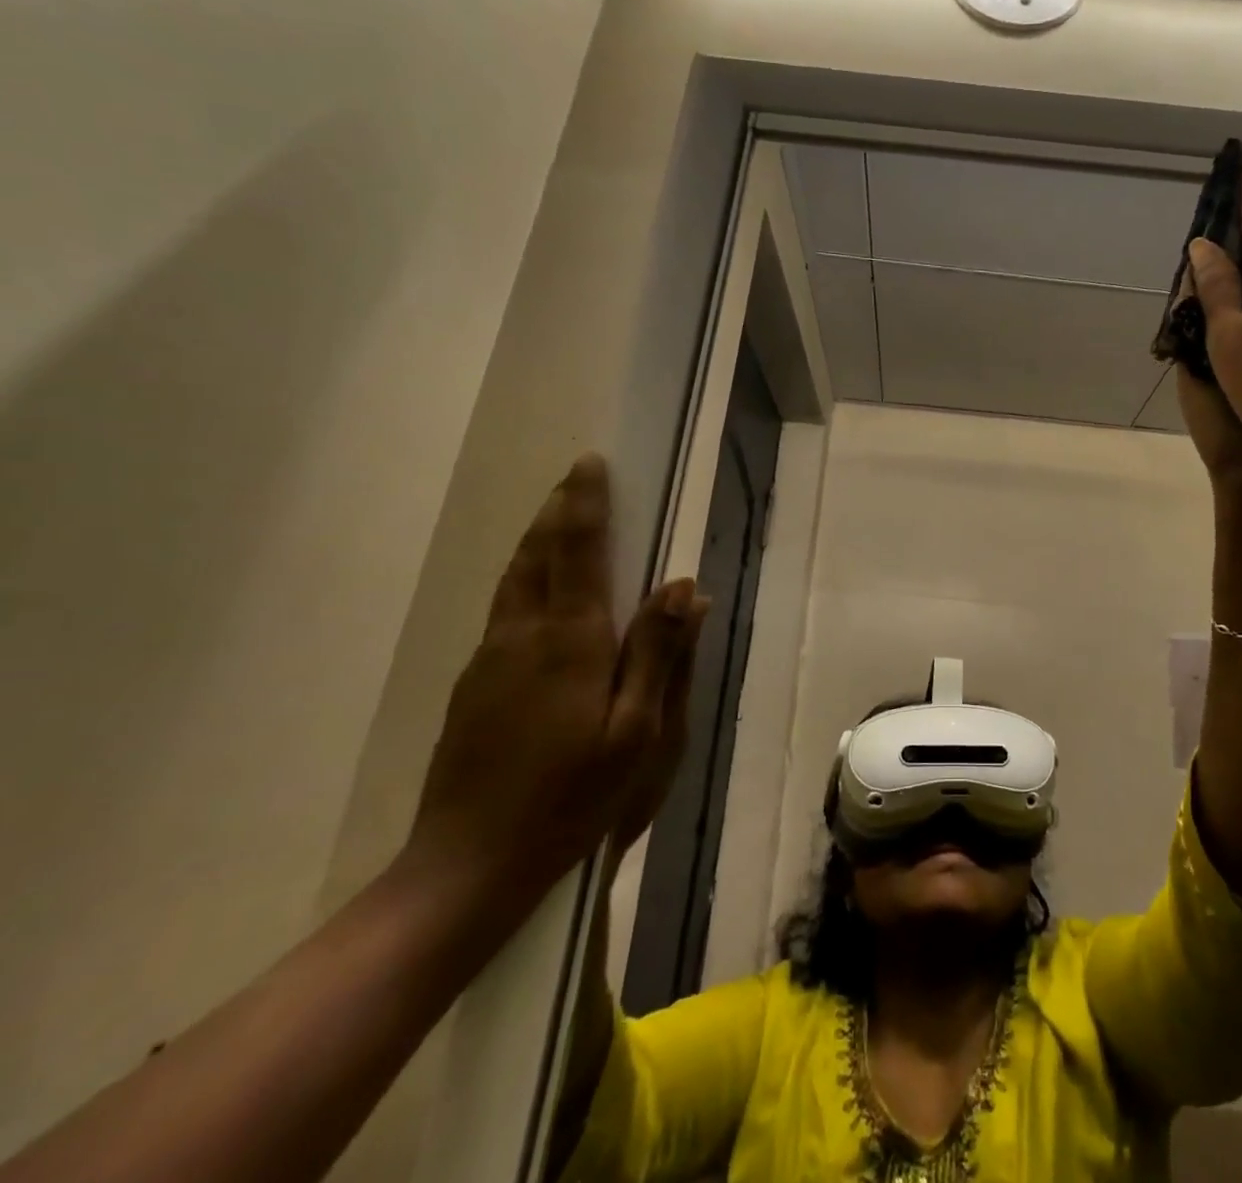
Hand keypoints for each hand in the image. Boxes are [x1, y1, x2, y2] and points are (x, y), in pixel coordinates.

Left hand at [406, 454, 708, 905]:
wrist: (469, 863)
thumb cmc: (573, 796)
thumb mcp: (639, 731)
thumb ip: (660, 653)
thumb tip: (686, 587)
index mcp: (571, 640)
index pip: (579, 551)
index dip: (585, 503)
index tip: (592, 464)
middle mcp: (524, 634)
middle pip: (537, 553)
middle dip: (557, 510)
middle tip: (574, 478)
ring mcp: (489, 657)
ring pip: (513, 578)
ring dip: (537, 538)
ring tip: (555, 515)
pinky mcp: (472, 682)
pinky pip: (504, 607)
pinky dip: (524, 575)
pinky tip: (535, 585)